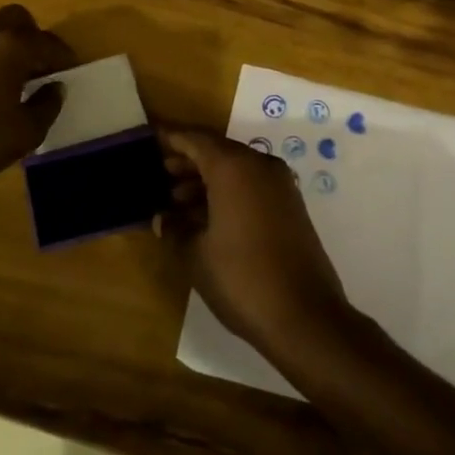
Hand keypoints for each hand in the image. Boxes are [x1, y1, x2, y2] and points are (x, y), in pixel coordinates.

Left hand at [0, 6, 76, 191]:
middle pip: (14, 17)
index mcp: (11, 48)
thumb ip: (46, 106)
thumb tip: (55, 87)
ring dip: (0, 38)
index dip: (63, 55)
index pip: (47, 42)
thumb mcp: (25, 133)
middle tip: (38, 60)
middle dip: (31, 34)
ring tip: (6, 64)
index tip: (70, 69)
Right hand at [157, 129, 351, 350]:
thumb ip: (175, 229)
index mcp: (233, 167)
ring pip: (235, 169)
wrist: (305, 316)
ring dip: (206, 180)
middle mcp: (259, 166)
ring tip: (176, 201)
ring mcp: (280, 185)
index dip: (171, 138)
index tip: (150, 138)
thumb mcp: (195, 255)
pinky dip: (227, 192)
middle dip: (187, 161)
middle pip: (217, 151)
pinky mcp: (290, 206)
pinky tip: (205, 217)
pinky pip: (251, 186)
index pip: (195, 139)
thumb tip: (164, 218)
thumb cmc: (241, 278)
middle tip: (159, 173)